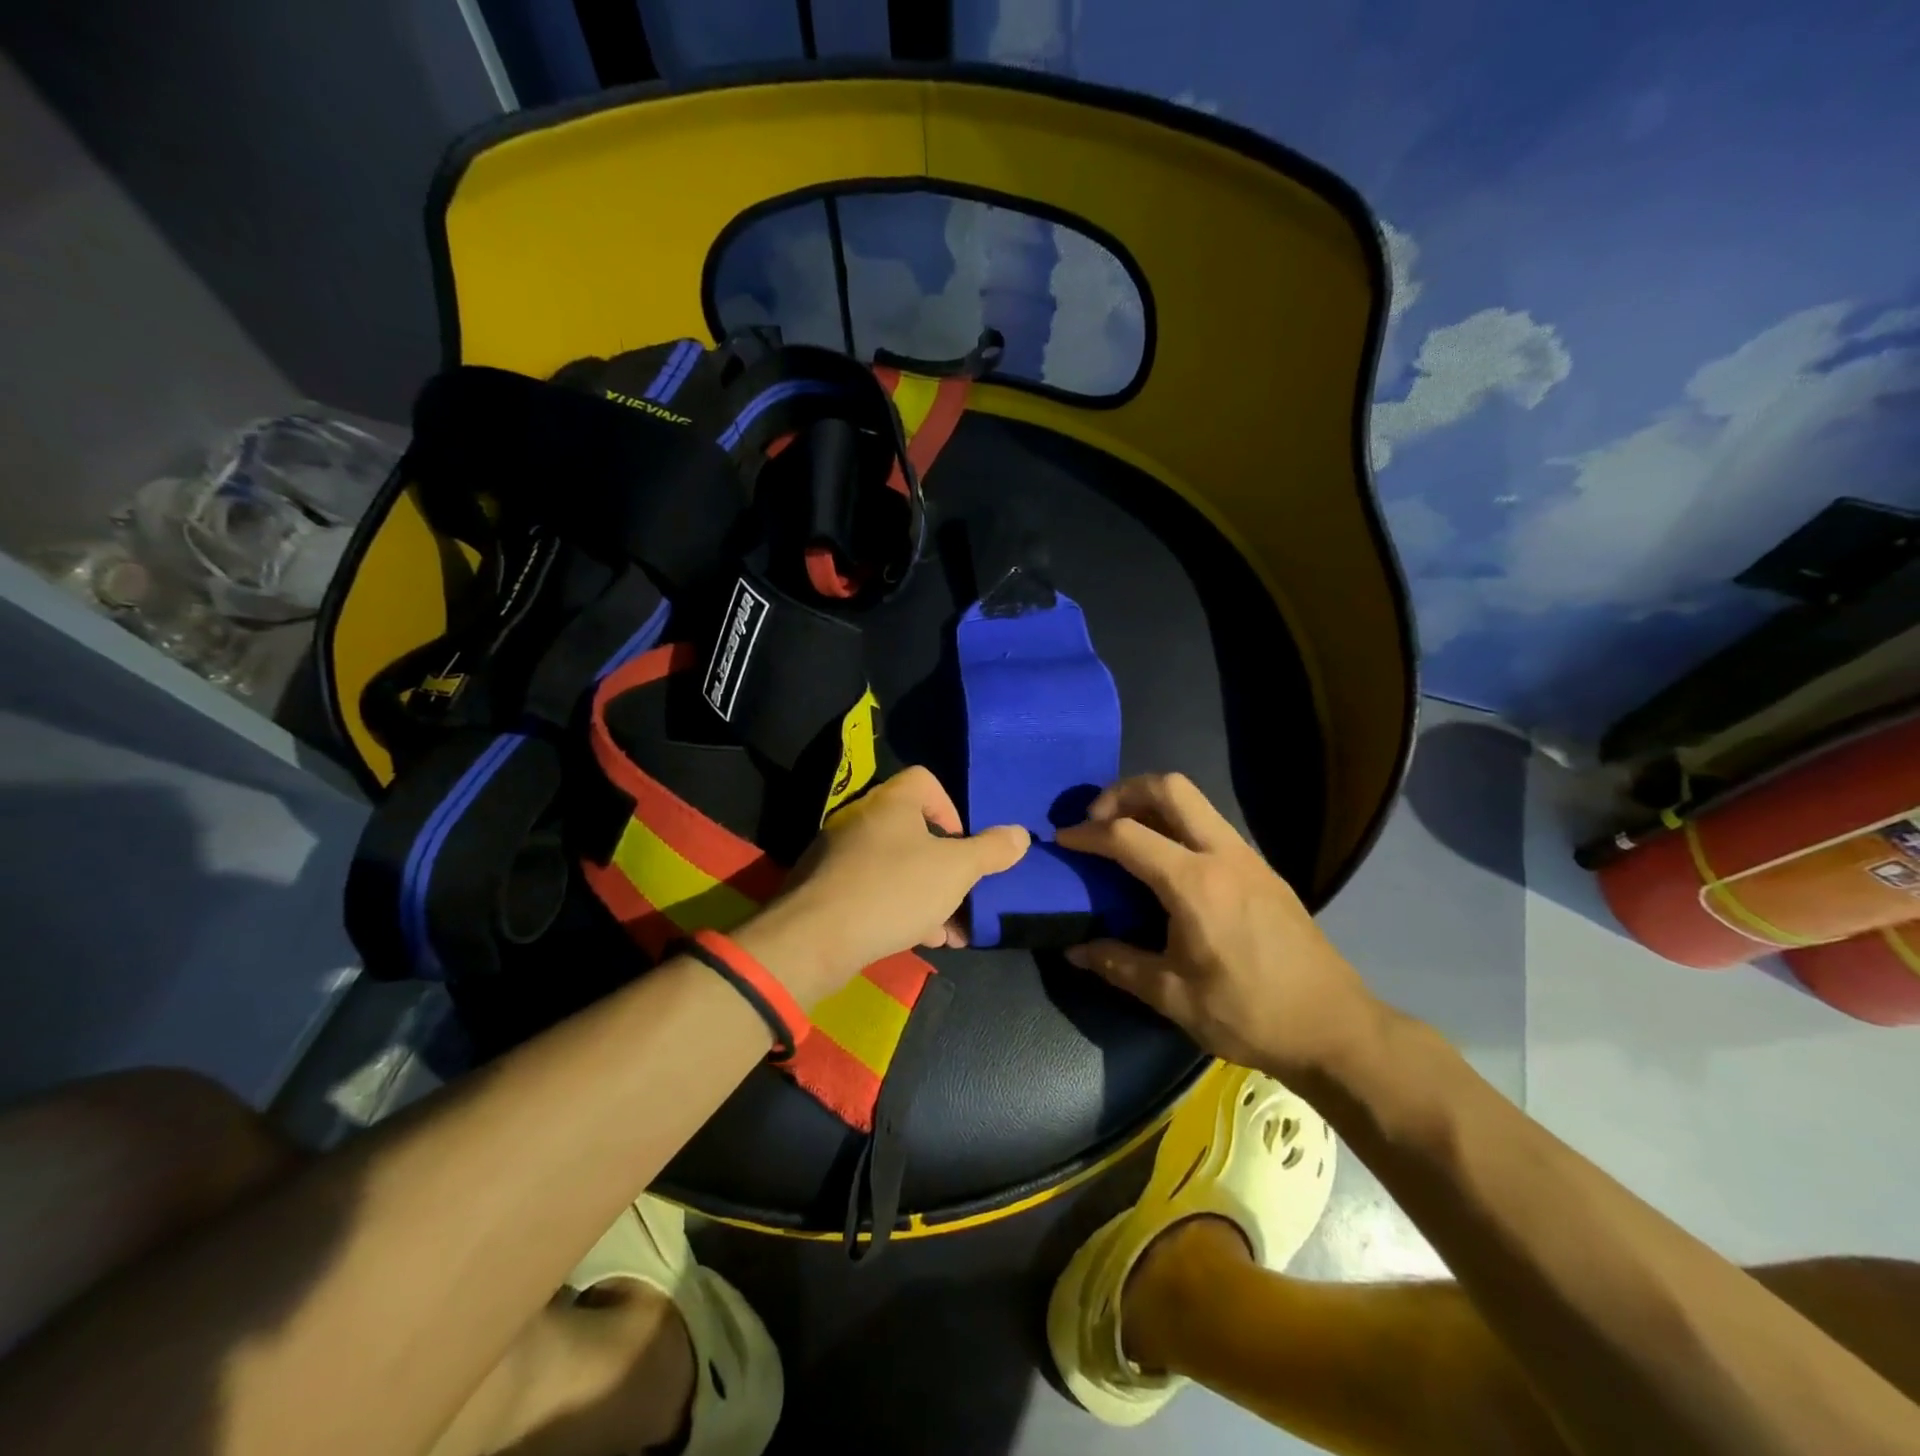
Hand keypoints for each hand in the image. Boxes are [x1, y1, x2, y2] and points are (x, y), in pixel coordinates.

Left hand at [734, 766, 1028, 1004]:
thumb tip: (1020, 834)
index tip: (962, 844)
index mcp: (891, 802)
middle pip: (914, 830)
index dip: (951, 808)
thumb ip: (991, 851)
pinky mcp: (825, 888)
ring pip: (895, 865)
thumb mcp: (955, 871)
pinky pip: (872, 889)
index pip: (925, 781)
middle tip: (962, 894)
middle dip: (944, 865)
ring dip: (926, 894)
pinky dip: (897, 908)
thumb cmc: (894, 890)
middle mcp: (861, 818)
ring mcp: (838, 854)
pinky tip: (916, 939)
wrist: (816, 938)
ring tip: (948, 931)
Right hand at [1055, 773, 1381, 1080]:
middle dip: (1123, 792)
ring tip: (1125, 835)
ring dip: (1152, 803)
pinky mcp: (1262, 869)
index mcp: (1195, 883)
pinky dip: (1177, 823)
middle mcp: (1222, 854)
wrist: (1335, 1027)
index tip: (1062, 840)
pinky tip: (1166, 863)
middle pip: (1169, 787)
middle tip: (1097, 820)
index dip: (1087, 834)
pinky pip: (1211, 824)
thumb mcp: (1173, 996)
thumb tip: (1074, 949)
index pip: (1127, 836)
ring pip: (1194, 800)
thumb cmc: (1249, 1013)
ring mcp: (1248, 857)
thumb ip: (1118, 963)